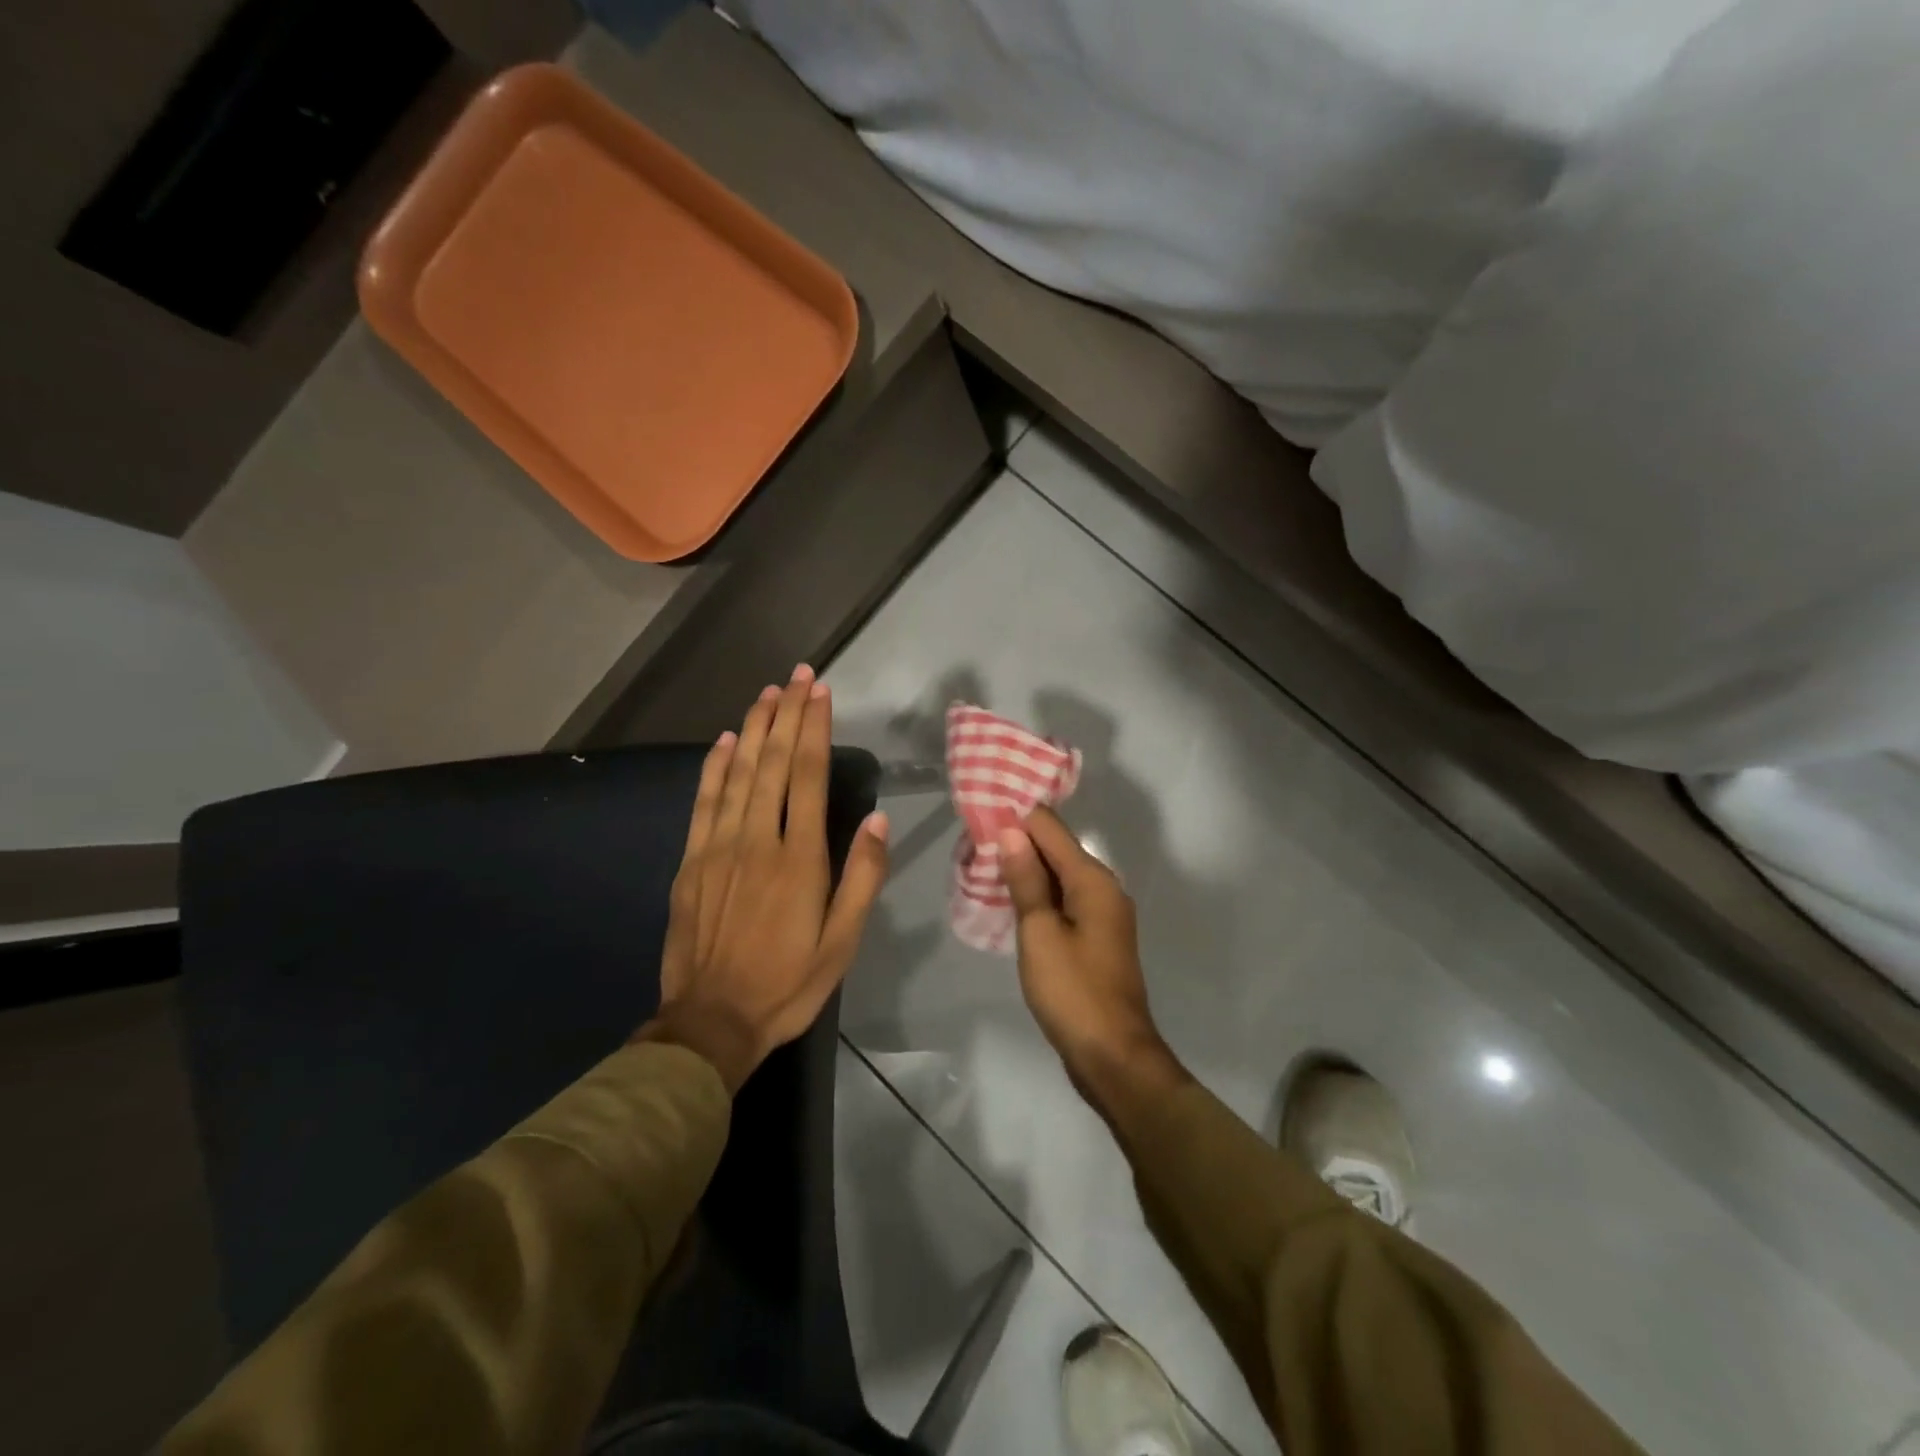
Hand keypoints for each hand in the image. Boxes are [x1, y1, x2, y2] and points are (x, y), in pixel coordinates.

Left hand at [636, 665, 889, 1091]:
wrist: (711, 1022)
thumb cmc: (788, 983)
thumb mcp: (842, 942)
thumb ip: (862, 877)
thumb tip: (876, 819)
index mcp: (799, 859)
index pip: (807, 776)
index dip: (813, 729)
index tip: (820, 692)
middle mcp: (757, 840)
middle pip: (772, 763)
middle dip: (786, 714)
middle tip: (796, 675)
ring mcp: (718, 848)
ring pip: (738, 773)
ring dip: (754, 729)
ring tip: (767, 693)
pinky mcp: (691, 862)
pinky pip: (703, 802)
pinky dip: (714, 767)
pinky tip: (724, 741)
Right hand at [996, 808, 1173, 1097]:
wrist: (1113, 1056)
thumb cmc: (1072, 991)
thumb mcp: (1040, 933)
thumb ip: (1026, 879)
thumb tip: (1012, 830)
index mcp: (1093, 880)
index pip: (1051, 829)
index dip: (1016, 819)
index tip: (979, 816)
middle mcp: (1104, 888)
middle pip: (1058, 849)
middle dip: (1019, 843)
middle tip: (973, 842)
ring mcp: (1103, 915)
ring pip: (1060, 877)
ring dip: (1027, 870)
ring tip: (984, 866)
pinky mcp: (1097, 939)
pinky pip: (1065, 901)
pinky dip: (1040, 896)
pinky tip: (1013, 901)